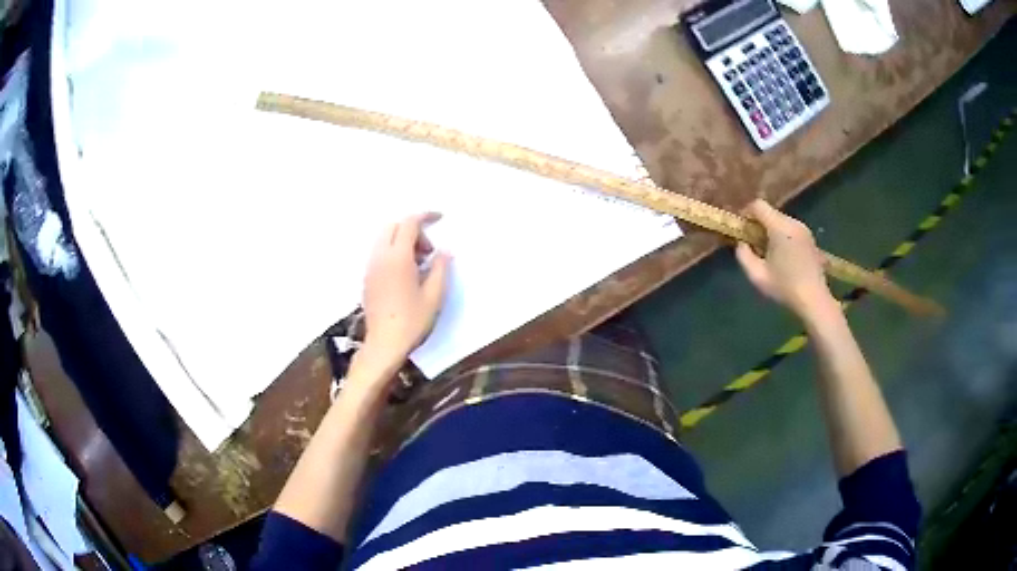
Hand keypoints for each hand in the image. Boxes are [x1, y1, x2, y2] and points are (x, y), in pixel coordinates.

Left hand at [360, 213, 450, 371]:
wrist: (384, 344)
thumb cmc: (412, 321)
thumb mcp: (435, 295)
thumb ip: (441, 268)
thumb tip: (444, 251)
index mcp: (398, 257)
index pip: (409, 223)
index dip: (426, 216)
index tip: (440, 218)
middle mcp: (380, 257)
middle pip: (393, 226)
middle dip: (413, 230)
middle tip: (428, 251)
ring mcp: (370, 267)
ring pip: (384, 239)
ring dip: (403, 242)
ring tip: (419, 265)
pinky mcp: (367, 278)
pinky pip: (380, 253)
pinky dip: (393, 253)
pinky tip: (406, 275)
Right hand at [735, 200, 836, 318]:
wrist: (814, 300)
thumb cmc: (785, 288)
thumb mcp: (757, 276)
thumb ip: (743, 255)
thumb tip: (742, 243)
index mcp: (779, 227)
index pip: (758, 205)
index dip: (746, 213)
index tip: (742, 229)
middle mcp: (793, 223)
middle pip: (770, 213)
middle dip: (759, 224)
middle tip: (753, 244)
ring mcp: (804, 230)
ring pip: (781, 221)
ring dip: (771, 231)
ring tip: (768, 252)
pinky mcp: (810, 239)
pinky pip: (791, 230)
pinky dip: (782, 236)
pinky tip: (783, 257)